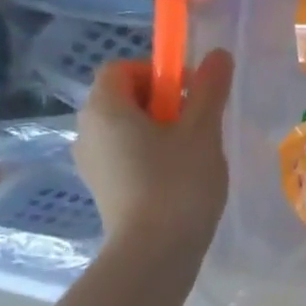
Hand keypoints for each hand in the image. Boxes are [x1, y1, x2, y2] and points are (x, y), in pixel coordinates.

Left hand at [76, 50, 233, 250]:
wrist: (155, 251)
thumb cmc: (178, 182)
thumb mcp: (202, 131)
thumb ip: (209, 89)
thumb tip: (217, 54)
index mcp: (105, 109)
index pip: (123, 68)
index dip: (158, 71)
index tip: (191, 93)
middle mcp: (87, 130)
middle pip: (124, 97)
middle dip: (164, 102)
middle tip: (199, 124)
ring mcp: (91, 162)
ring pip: (126, 129)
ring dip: (160, 130)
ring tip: (194, 154)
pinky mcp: (102, 188)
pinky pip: (125, 155)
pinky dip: (150, 155)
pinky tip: (179, 178)